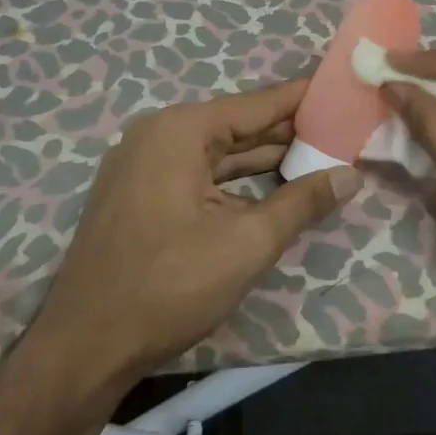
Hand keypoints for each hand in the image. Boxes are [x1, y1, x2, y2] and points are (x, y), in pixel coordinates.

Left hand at [31, 77, 359, 384]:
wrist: (84, 347)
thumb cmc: (169, 286)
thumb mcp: (247, 244)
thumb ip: (302, 202)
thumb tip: (351, 174)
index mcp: (180, 131)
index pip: (256, 104)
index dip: (300, 98)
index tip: (339, 87)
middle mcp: (158, 135)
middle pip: (236, 127)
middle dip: (287, 132)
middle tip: (340, 128)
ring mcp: (143, 165)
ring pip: (216, 154)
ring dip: (263, 159)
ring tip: (318, 155)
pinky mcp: (139, 194)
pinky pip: (197, 174)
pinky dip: (234, 181)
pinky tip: (271, 187)